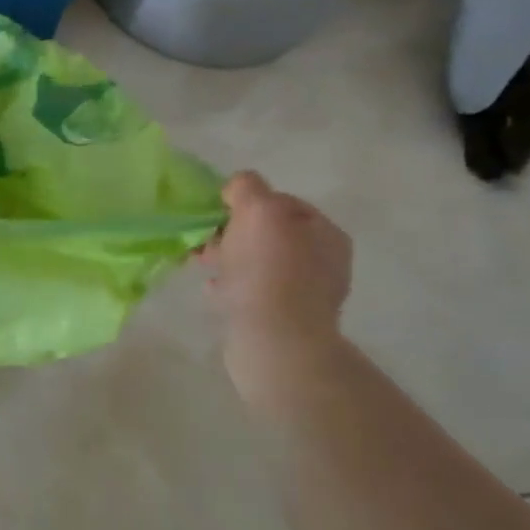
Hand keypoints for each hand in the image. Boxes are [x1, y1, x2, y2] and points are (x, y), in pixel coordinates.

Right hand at [201, 171, 351, 349]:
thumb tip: (238, 187)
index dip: (247, 201)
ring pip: (258, 263)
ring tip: (204, 266)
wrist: (275, 342)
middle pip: (269, 233)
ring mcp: (306, 294)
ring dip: (230, 259)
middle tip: (205, 240)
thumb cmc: (268, 271)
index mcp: (325, 232)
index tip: (218, 213)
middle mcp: (323, 261)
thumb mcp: (258, 210)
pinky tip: (214, 290)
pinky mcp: (285, 321)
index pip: (282, 201)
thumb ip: (248, 188)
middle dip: (234, 232)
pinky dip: (232, 286)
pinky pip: (253, 292)